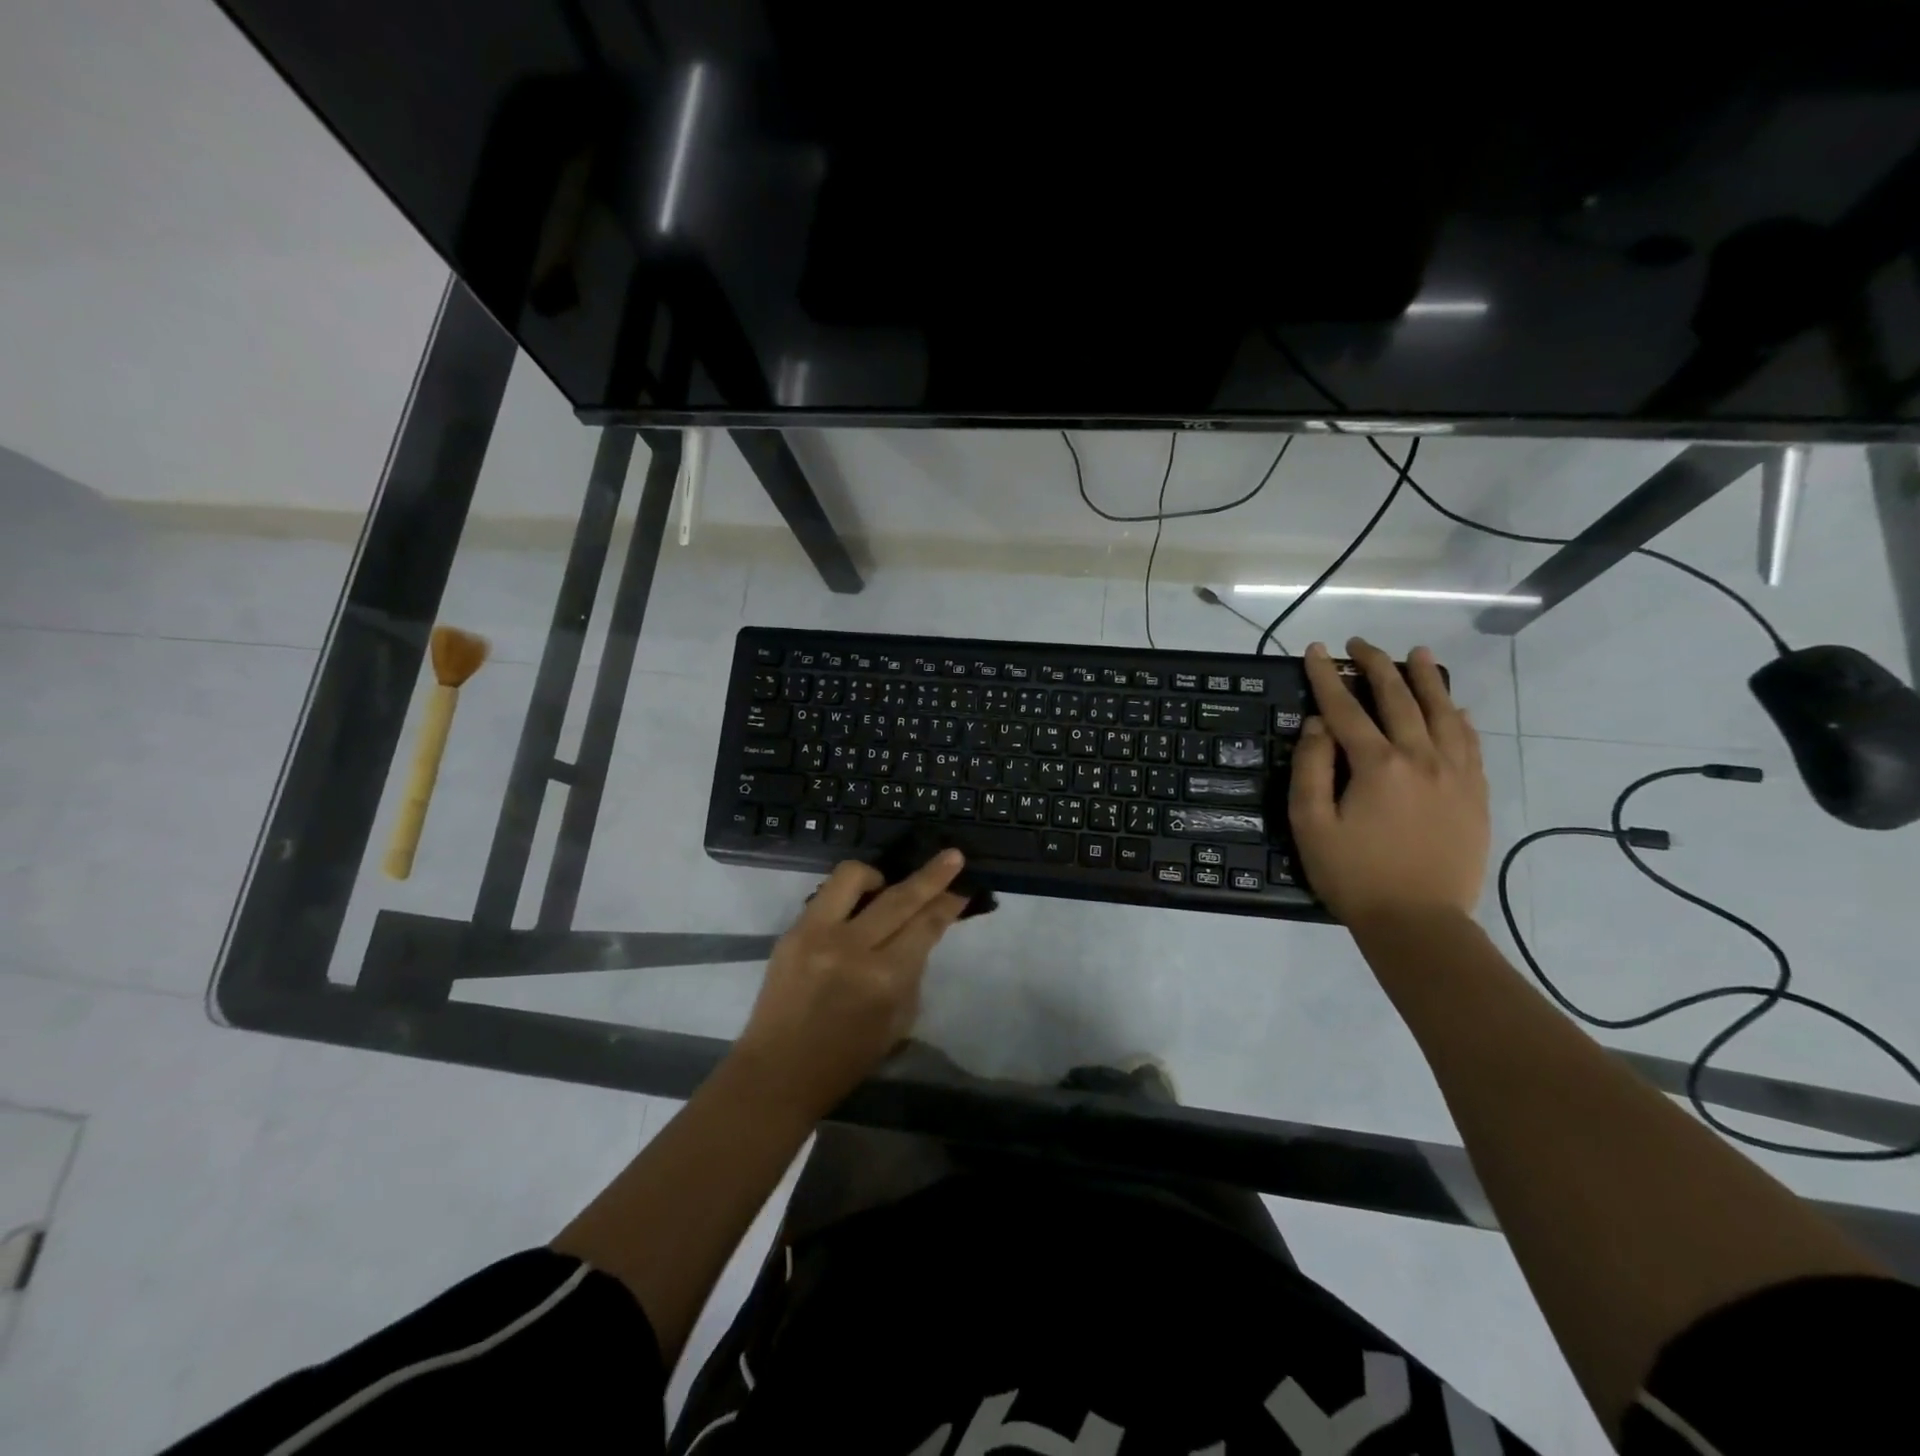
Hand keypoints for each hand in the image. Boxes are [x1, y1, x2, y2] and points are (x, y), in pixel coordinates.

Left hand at [732, 851, 969, 1116]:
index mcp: (884, 979)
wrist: (777, 1072)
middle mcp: (852, 948)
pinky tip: (855, 908)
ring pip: (853, 877)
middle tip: (952, 856)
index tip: (962, 889)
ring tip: (885, 886)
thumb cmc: (846, 1059)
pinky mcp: (791, 931)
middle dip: (932, 875)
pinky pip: (826, 895)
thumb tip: (921, 931)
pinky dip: (847, 894)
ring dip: (878, 874)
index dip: (947, 904)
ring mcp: (816, 934)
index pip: (925, 926)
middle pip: (900, 897)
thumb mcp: (897, 1021)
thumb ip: (911, 971)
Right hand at [1288, 638, 1488, 927]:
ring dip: (1427, 679)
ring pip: (1443, 712)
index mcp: (1378, 765)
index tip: (1315, 651)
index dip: (1326, 677)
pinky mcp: (1475, 794)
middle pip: (1399, 699)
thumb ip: (1311, 768)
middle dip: (1376, 666)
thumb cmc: (1353, 875)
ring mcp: (1456, 774)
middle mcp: (1421, 757)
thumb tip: (1319, 724)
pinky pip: (1470, 742)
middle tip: (1361, 644)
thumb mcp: (1311, 824)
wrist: (1419, 921)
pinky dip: (1459, 718)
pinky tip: (1453, 707)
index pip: (1346, 708)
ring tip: (1418, 654)